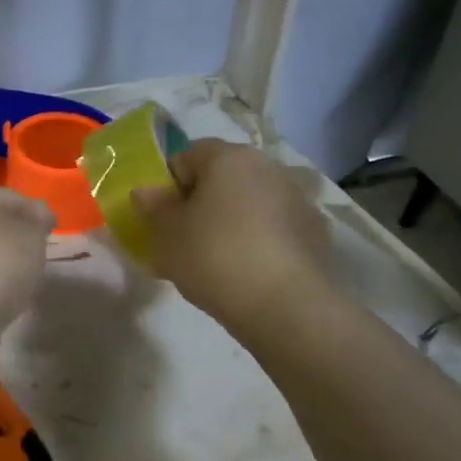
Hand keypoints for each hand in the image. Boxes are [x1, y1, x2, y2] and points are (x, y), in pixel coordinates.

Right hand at [132, 140, 333, 327]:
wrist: (283, 304)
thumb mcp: (165, 234)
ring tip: (216, 261)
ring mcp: (296, 198)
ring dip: (231, 220)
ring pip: (249, 202)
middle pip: (222, 177)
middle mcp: (267, 166)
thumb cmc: (212, 256)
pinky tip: (247, 272)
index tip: (162, 218)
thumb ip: (153, 207)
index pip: (187, 156)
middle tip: (184, 240)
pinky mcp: (314, 231)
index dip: (169, 185)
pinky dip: (258, 240)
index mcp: (228, 157)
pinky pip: (273, 227)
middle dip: (201, 202)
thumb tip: (146, 191)